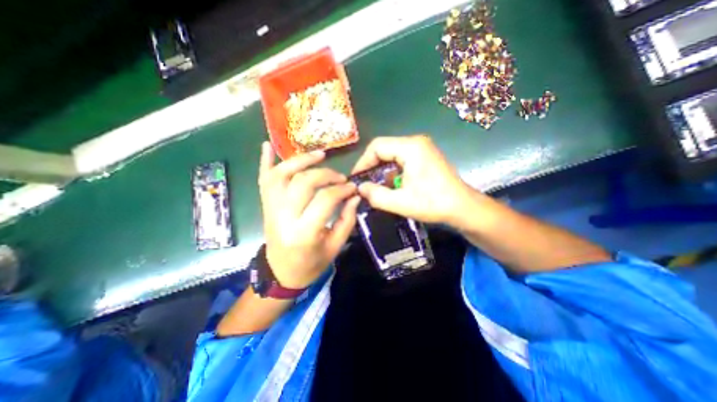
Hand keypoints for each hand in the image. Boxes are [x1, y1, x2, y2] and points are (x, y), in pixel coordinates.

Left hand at [257, 143, 361, 289]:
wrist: (280, 273)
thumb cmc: (310, 264)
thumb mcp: (335, 246)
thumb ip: (347, 220)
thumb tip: (354, 196)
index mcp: (304, 232)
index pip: (325, 199)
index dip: (342, 189)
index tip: (353, 188)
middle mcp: (283, 217)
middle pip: (303, 182)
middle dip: (326, 174)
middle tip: (340, 178)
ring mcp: (270, 209)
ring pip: (281, 175)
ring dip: (300, 160)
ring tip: (319, 155)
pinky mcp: (265, 206)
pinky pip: (263, 180)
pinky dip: (264, 161)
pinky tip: (268, 145)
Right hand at [352, 137, 476, 226]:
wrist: (463, 208)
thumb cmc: (434, 204)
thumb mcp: (401, 203)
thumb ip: (376, 195)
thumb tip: (360, 188)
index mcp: (411, 148)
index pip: (377, 146)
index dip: (363, 162)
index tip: (356, 179)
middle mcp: (416, 142)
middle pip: (384, 149)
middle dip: (372, 167)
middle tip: (364, 184)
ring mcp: (422, 148)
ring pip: (392, 155)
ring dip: (382, 170)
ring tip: (376, 187)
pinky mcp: (425, 156)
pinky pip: (401, 159)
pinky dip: (392, 171)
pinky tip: (391, 185)